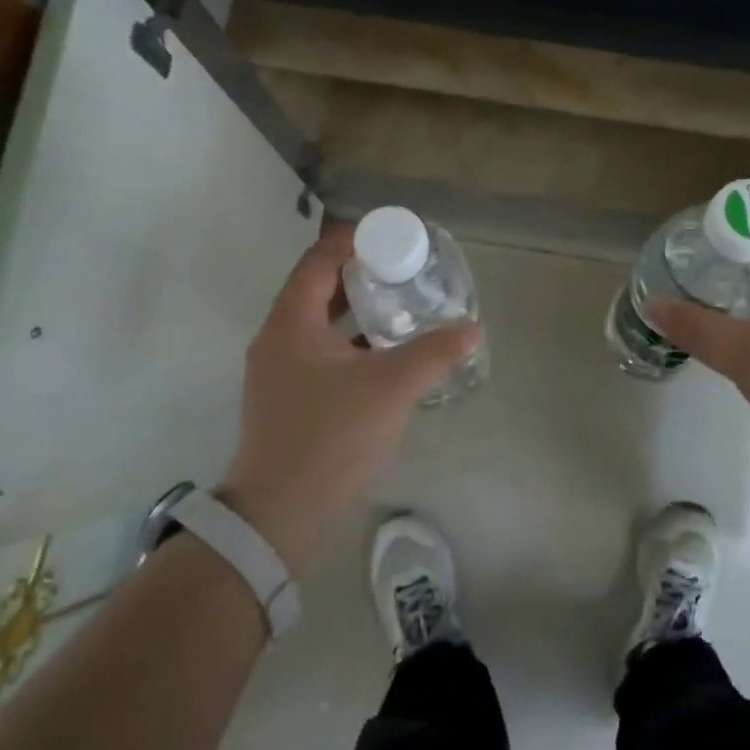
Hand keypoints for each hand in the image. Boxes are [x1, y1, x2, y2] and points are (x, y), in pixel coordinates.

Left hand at [221, 221, 479, 570]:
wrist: (280, 512)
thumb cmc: (331, 436)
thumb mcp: (391, 388)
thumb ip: (433, 353)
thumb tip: (472, 329)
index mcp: (291, 321)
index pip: (320, 258)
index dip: (354, 240)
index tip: (394, 236)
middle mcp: (277, 336)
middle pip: (317, 286)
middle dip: (360, 273)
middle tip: (404, 269)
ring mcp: (277, 369)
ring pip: (318, 320)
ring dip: (355, 308)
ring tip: (400, 304)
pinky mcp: (285, 396)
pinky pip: (318, 349)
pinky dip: (348, 339)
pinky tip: (382, 352)